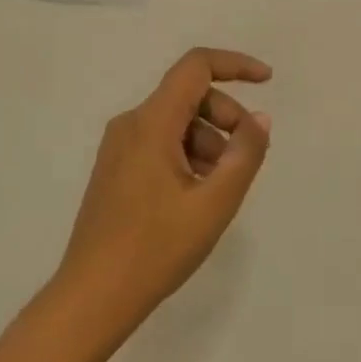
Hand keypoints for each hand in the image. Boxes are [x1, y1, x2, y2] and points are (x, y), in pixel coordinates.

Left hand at [52, 47, 272, 339]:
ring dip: (210, 140)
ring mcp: (119, 147)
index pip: (196, 66)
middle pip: (189, 95)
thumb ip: (244, 154)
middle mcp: (131, 124)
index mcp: (151, 123)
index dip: (236, 65)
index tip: (267, 81)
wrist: (93, 296)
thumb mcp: (214, 203)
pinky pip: (161, 143)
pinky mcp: (115, 169)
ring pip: (176, 122)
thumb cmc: (156, 248)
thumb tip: (259, 119)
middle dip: (227, 115)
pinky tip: (199, 194)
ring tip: (222, 187)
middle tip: (248, 155)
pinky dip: (189, 154)